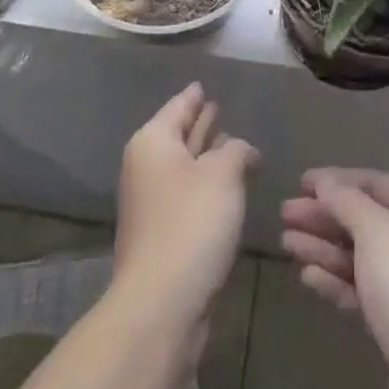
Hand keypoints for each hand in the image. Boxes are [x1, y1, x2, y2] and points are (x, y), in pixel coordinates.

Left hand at [112, 83, 257, 341]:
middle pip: (178, 135)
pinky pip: (188, 195)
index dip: (194, 95)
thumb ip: (237, 150)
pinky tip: (228, 187)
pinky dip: (206, 185)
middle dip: (200, 123)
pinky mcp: (164, 234)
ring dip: (207, 156)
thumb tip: (242, 149)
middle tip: (220, 106)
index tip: (204, 84)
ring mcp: (153, 203)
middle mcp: (147, 167)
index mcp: (154, 142)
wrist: (162, 304)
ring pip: (185, 166)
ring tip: (233, 142)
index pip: (178, 106)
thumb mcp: (223, 174)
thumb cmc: (191, 224)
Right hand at [280, 169, 388, 388]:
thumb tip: (325, 181)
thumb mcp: (376, 232)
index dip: (337, 180)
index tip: (300, 183)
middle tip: (285, 215)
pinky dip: (336, 279)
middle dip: (325, 217)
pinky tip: (307, 276)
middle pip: (366, 220)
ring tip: (287, 243)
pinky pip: (363, 289)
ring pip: (361, 256)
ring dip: (324, 247)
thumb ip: (346, 201)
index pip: (377, 183)